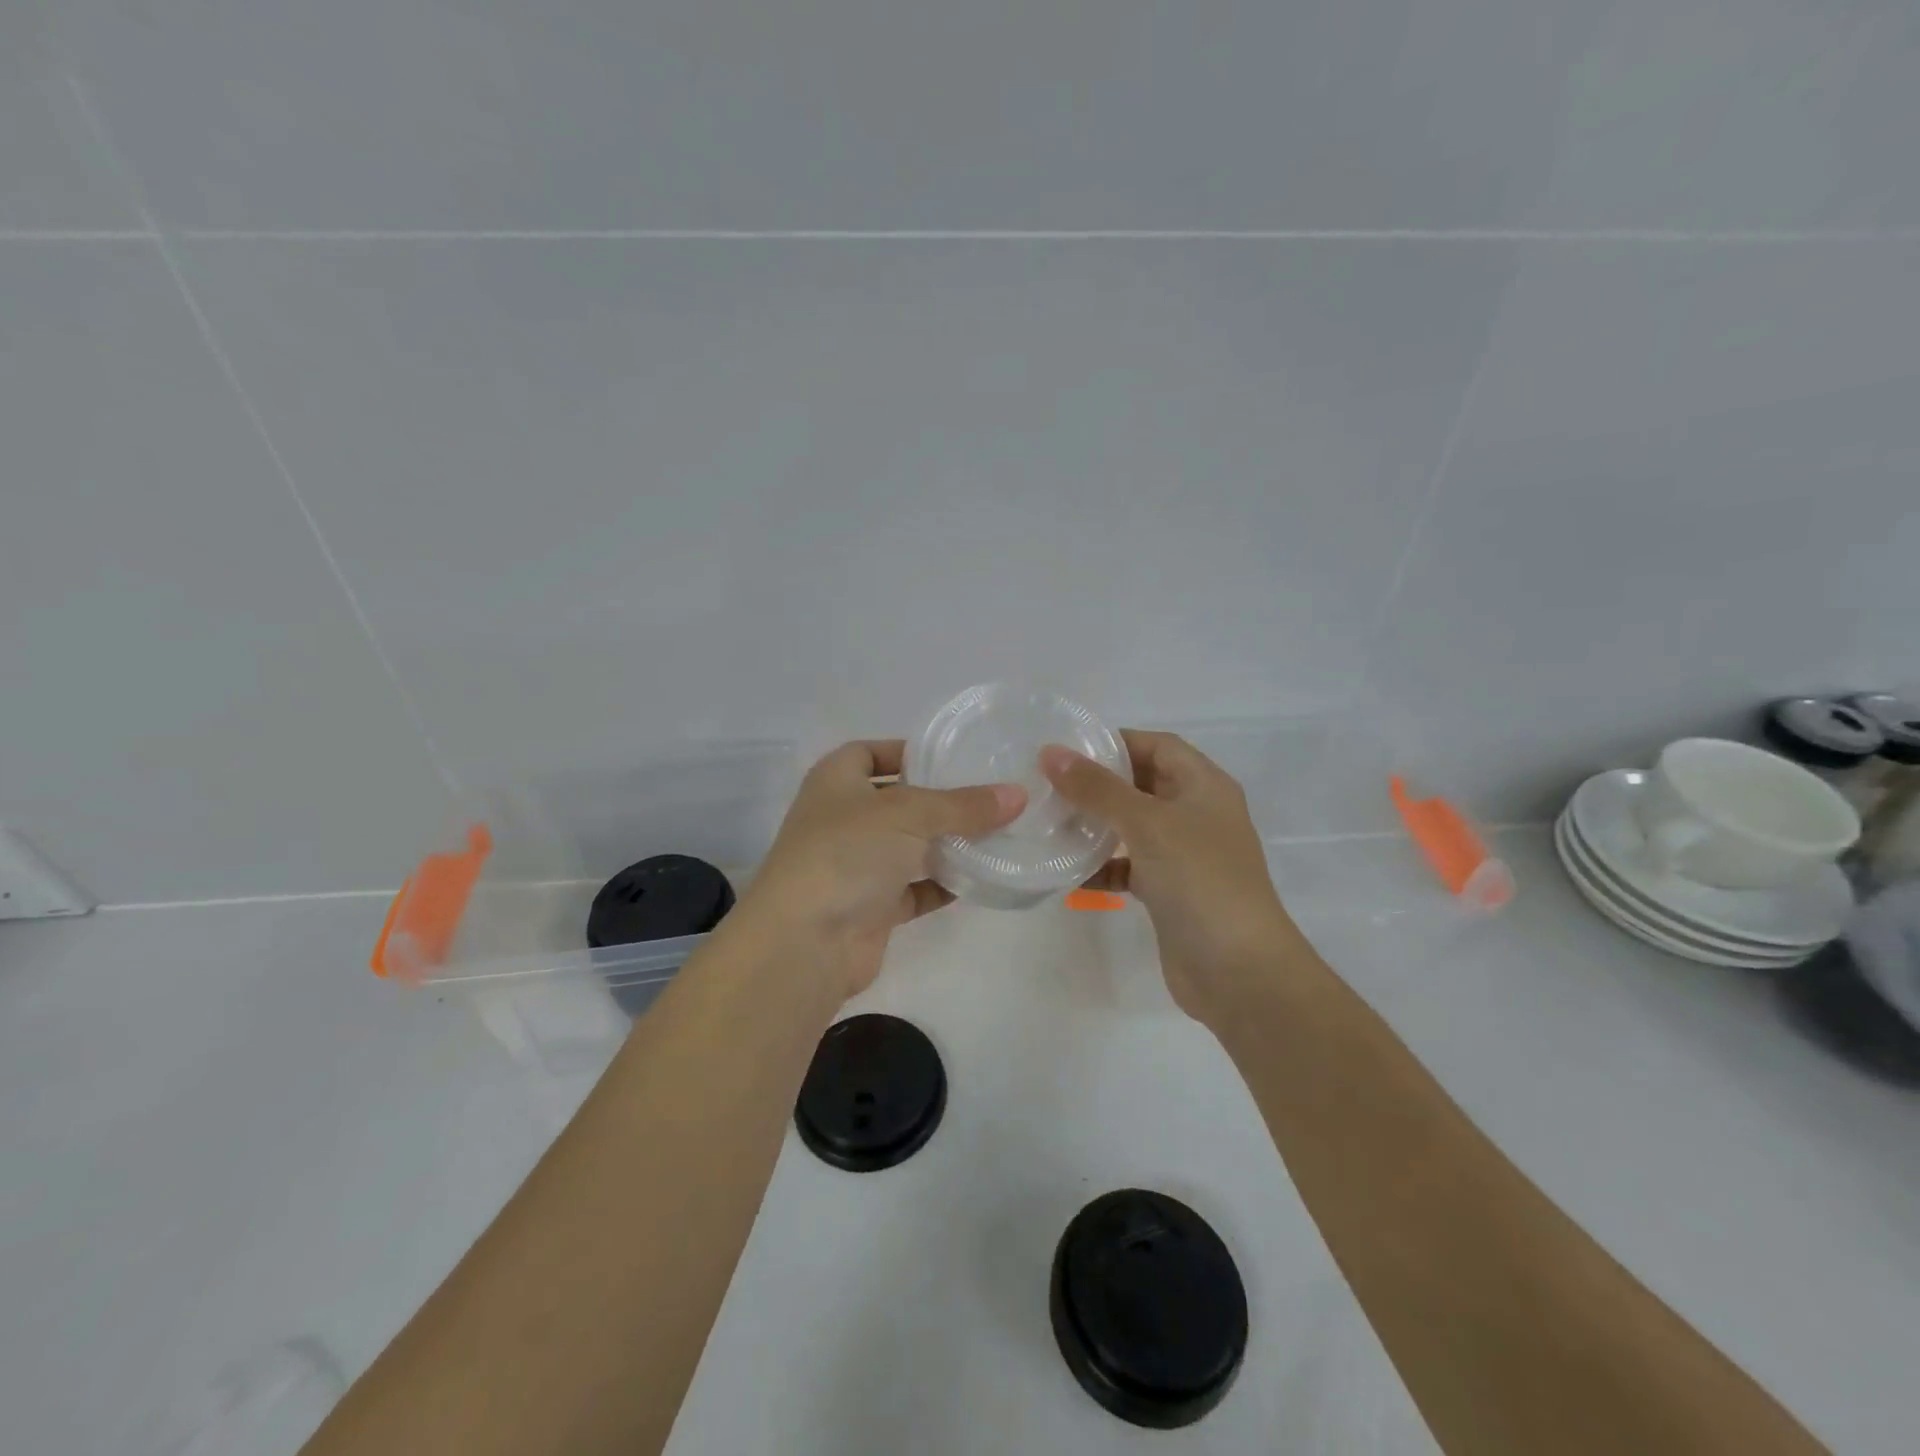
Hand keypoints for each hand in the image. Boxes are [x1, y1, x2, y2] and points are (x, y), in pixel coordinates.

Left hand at [737, 740, 1026, 1001]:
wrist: (805, 942)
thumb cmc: (848, 853)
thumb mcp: (909, 814)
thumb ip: (964, 805)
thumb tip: (1018, 795)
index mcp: (836, 782)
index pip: (869, 753)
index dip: (906, 751)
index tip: (953, 758)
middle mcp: (843, 820)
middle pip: (898, 802)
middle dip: (940, 801)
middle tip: (991, 796)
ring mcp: (856, 866)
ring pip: (909, 847)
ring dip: (947, 844)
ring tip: (998, 834)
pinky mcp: (871, 908)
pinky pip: (915, 889)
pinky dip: (943, 885)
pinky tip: (981, 878)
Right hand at [1040, 730, 1300, 1026]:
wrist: (1240, 972)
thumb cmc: (1200, 881)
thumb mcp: (1148, 824)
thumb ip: (1098, 788)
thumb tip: (1051, 753)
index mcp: (1205, 787)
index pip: (1158, 746)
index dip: (1117, 742)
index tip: (1068, 749)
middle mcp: (1197, 815)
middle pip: (1143, 784)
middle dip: (1099, 784)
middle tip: (1049, 784)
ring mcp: (1185, 856)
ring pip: (1133, 827)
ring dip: (1096, 825)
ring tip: (1050, 823)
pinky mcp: (1170, 892)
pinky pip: (1130, 868)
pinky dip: (1103, 867)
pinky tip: (1069, 873)